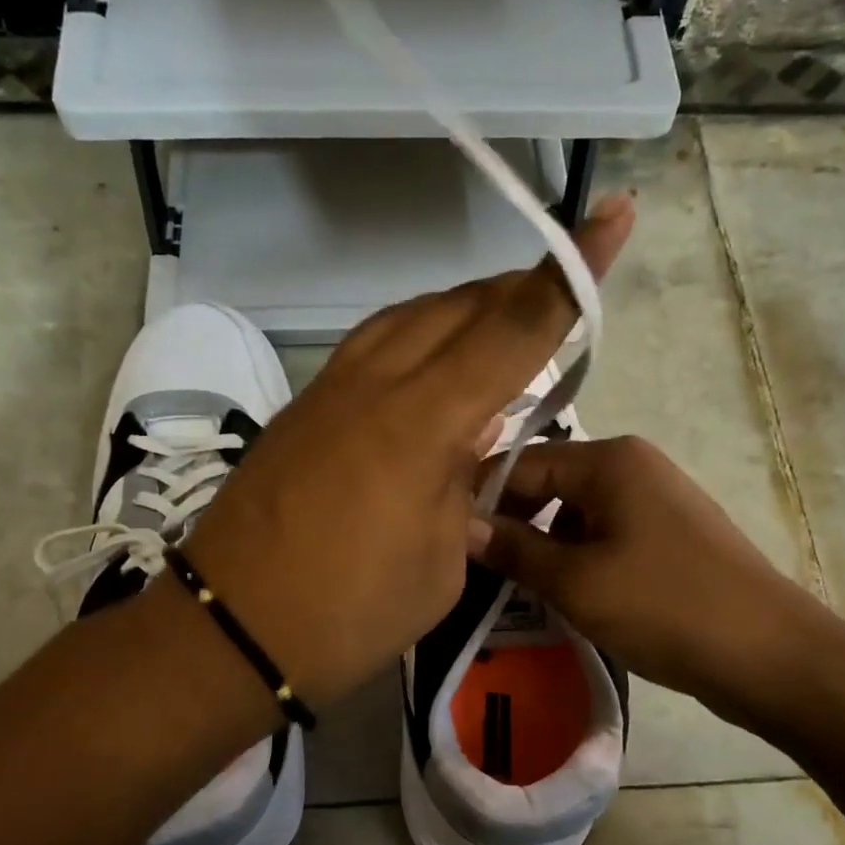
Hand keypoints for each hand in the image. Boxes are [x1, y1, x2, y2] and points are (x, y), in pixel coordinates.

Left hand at [180, 195, 635, 709]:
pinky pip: (372, 346)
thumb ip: (463, 487)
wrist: (232, 629)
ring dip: (462, 311)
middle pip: (459, 307)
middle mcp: (374, 383)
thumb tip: (467, 440)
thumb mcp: (440, 560)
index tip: (612, 215)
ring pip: (409, 316)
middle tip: (556, 302)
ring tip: (498, 330)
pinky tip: (429, 370)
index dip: (569, 274)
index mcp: (422, 421)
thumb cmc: (350, 613)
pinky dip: (415, 339)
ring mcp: (329, 389)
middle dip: (516, 292)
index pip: (514, 327)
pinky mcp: (302, 408)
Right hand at [467, 435, 830, 731]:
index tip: (446, 539)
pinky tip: (562, 595)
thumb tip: (461, 526)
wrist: (769, 654)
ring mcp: (655, 500)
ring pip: (574, 514)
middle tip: (476, 570)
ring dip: (543, 547)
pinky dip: (577, 560)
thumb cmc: (665, 606)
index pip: (520, 464)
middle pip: (548, 485)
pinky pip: (604, 536)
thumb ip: (513, 549)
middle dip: (512, 525)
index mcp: (609, 460)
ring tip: (515, 588)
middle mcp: (632, 466)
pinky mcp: (668, 535)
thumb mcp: (575, 581)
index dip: (480, 500)